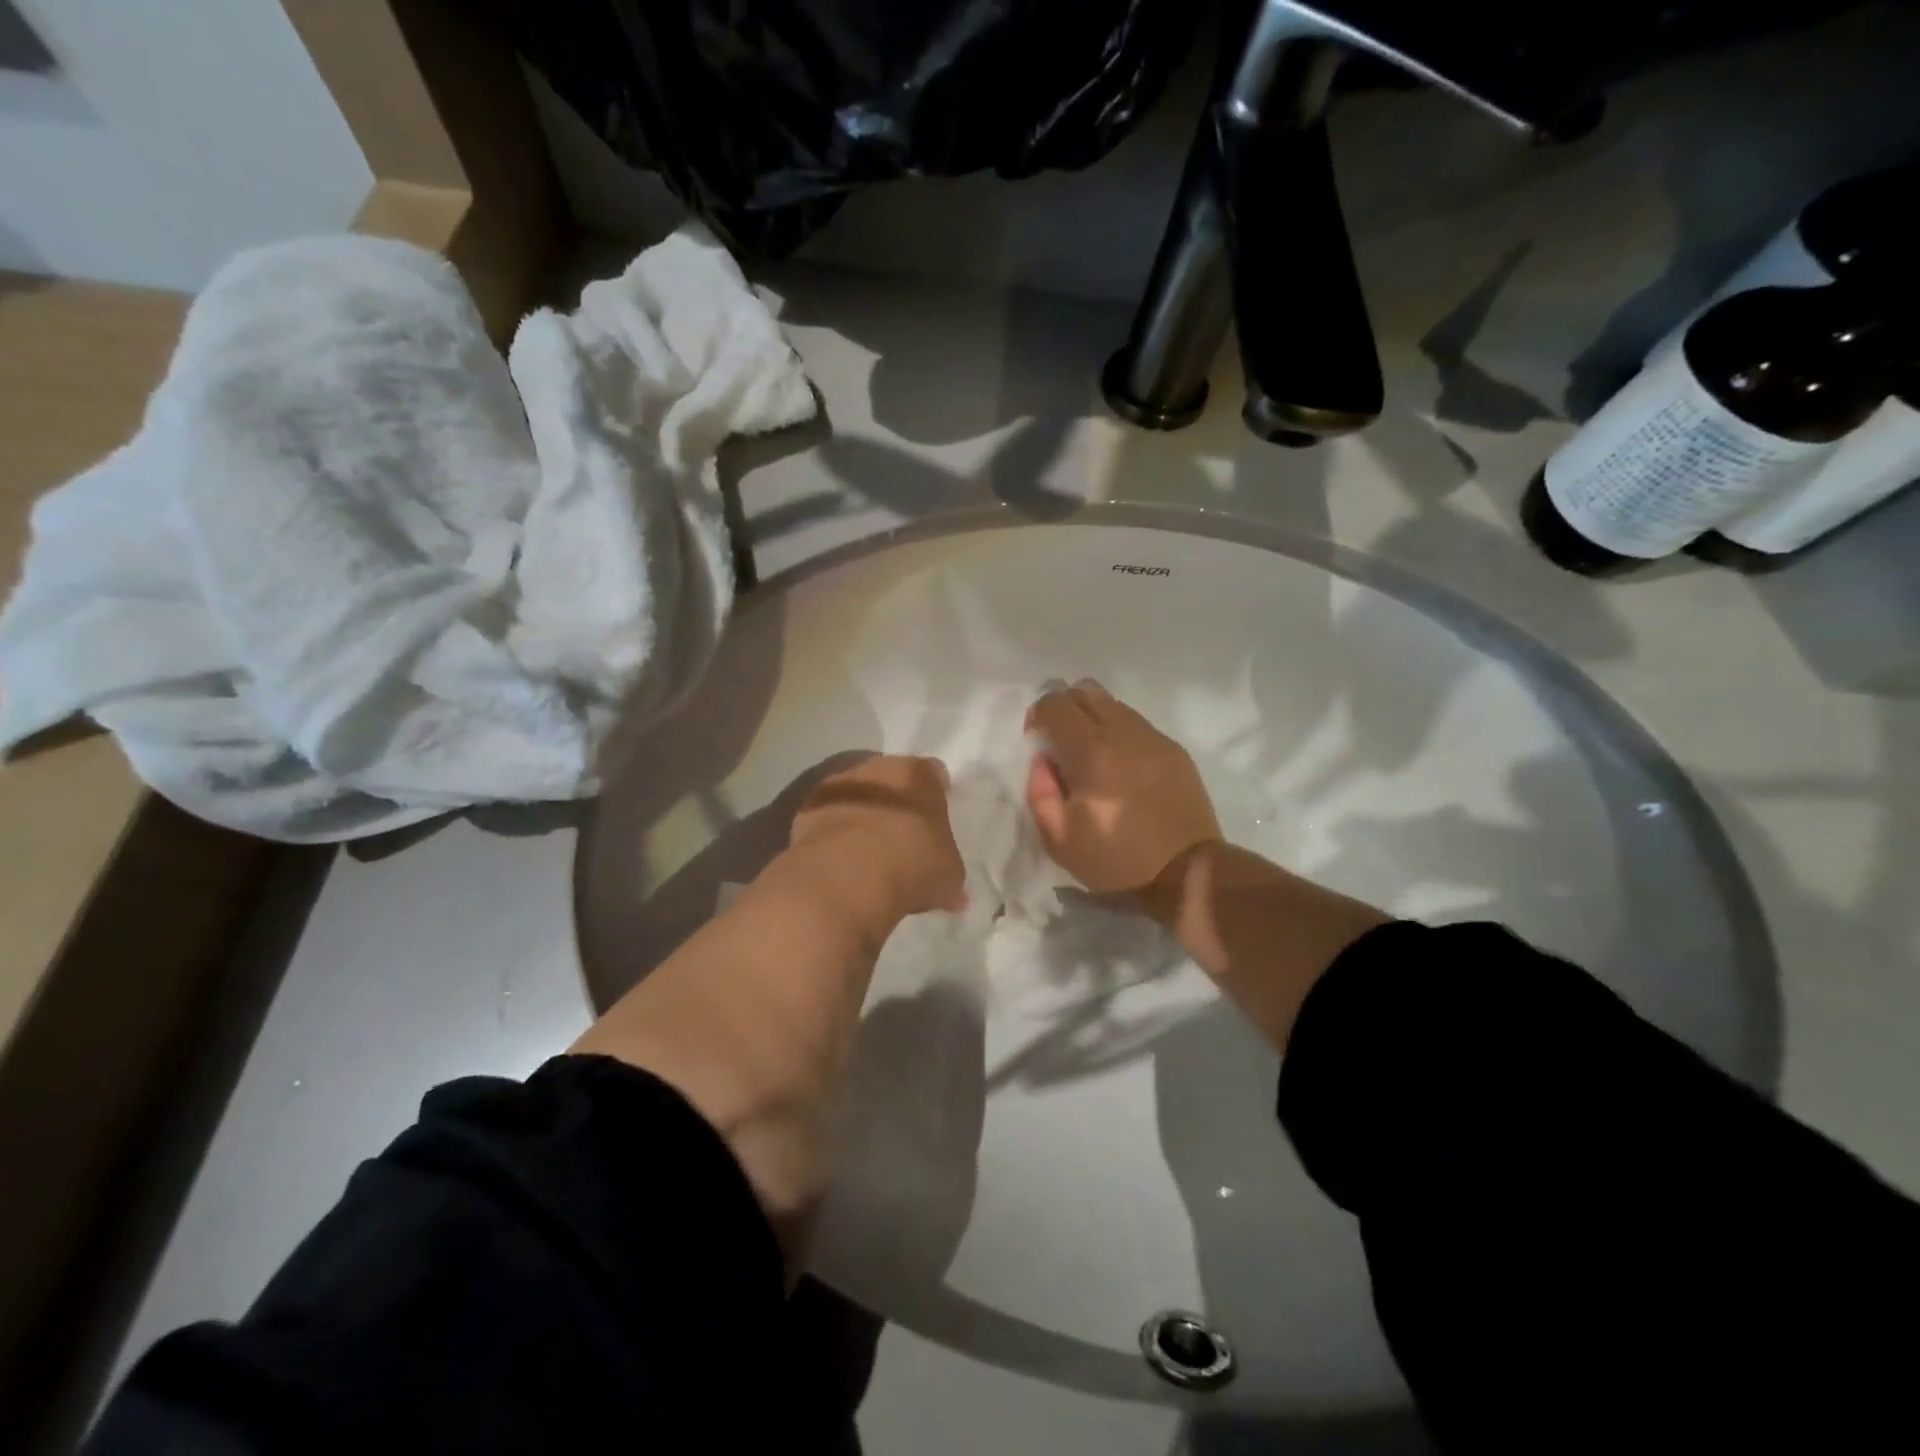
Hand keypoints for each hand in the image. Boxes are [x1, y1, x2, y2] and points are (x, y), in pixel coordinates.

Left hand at [789, 754, 966, 920]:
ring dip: (862, 814)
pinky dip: (834, 832)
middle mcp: (878, 769)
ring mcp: (839, 787)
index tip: (936, 818)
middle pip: (891, 778)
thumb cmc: (911, 866)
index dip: (936, 794)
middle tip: (902, 832)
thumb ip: (949, 875)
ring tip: (868, 850)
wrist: (846, 877)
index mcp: (918, 774)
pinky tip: (841, 859)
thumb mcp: (948, 877)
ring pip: (857, 795)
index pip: (933, 774)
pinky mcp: (807, 810)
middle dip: (897, 801)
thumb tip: (954, 895)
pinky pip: (828, 818)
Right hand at [1025, 681, 1221, 894]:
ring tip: (1091, 753)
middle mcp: (1125, 732)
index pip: (1056, 704)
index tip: (1038, 741)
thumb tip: (1042, 760)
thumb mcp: (1059, 838)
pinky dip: (1119, 732)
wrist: (1186, 872)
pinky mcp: (1174, 750)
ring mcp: (1154, 738)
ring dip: (1094, 718)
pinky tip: (1120, 764)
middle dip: (1065, 708)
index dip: (1039, 715)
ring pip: (1114, 704)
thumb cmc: (1116, 859)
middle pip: (1086, 692)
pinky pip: (1137, 724)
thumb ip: (1039, 791)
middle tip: (1061, 741)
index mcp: (1092, 751)